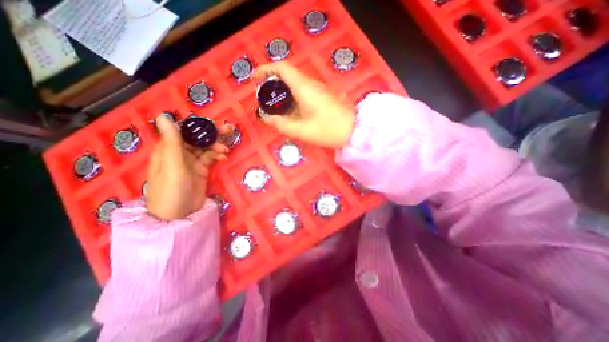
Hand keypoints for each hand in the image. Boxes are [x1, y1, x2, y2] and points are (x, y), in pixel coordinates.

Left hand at [146, 116, 227, 220]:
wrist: (179, 215)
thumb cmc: (171, 190)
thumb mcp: (172, 166)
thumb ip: (172, 142)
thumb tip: (163, 116)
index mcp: (168, 149)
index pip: (184, 130)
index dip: (198, 125)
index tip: (213, 122)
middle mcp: (179, 153)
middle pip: (197, 138)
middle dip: (212, 133)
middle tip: (228, 129)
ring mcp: (191, 162)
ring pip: (205, 147)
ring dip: (216, 145)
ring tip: (226, 148)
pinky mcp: (201, 170)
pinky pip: (210, 158)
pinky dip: (217, 155)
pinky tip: (223, 157)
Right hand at [254, 62, 357, 147]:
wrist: (354, 131)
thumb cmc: (328, 130)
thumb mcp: (302, 130)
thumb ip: (282, 124)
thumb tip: (267, 119)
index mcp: (304, 87)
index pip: (282, 67)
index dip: (266, 69)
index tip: (256, 80)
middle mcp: (311, 84)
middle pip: (288, 75)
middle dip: (272, 83)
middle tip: (265, 99)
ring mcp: (318, 90)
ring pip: (296, 84)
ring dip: (283, 92)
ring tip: (276, 108)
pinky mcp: (323, 96)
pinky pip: (304, 92)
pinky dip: (293, 98)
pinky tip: (292, 112)